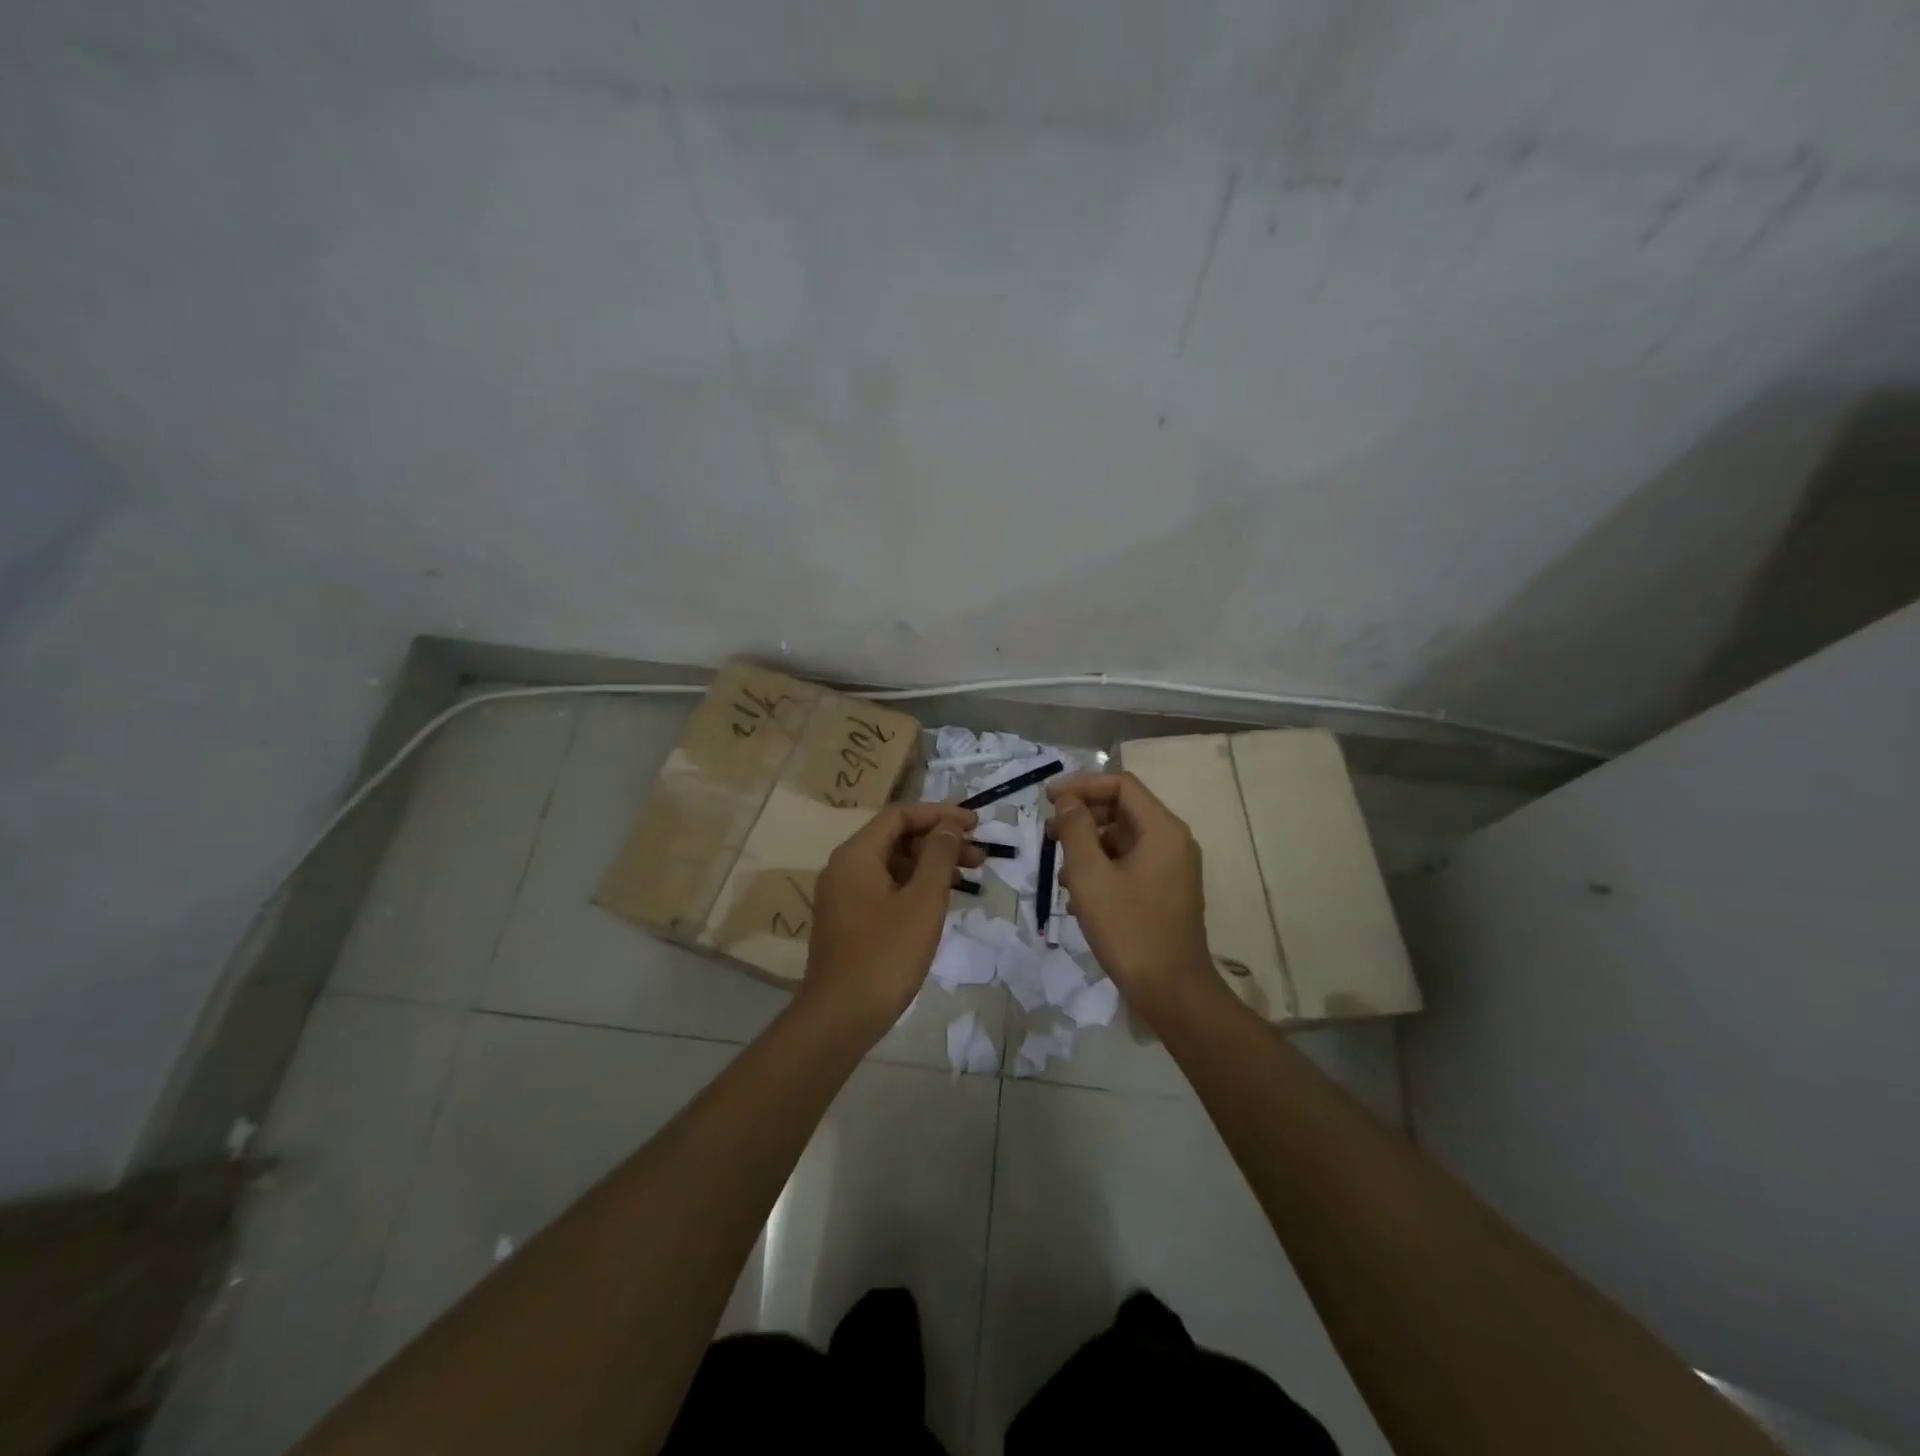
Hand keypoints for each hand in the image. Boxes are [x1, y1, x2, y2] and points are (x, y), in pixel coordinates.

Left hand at [800, 802, 982, 1038]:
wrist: (840, 1016)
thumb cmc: (886, 955)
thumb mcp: (923, 901)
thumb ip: (938, 857)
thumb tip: (949, 826)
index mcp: (856, 855)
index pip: (899, 815)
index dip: (939, 814)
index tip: (974, 823)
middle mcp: (844, 867)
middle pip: (896, 838)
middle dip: (939, 841)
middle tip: (980, 854)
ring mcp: (843, 895)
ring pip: (892, 865)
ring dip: (930, 865)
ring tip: (969, 875)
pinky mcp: (848, 920)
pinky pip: (884, 887)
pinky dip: (914, 885)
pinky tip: (940, 900)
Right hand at [1047, 772, 1218, 1024]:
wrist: (1172, 991)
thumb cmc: (1129, 929)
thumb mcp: (1090, 876)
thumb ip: (1076, 830)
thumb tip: (1067, 801)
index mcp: (1162, 829)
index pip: (1121, 785)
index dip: (1082, 785)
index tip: (1048, 799)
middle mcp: (1173, 841)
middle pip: (1123, 808)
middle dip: (1082, 815)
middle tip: (1047, 831)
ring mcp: (1172, 867)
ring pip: (1123, 837)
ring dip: (1088, 843)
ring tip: (1059, 867)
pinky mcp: (1165, 890)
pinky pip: (1129, 862)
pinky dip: (1102, 865)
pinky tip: (1077, 891)